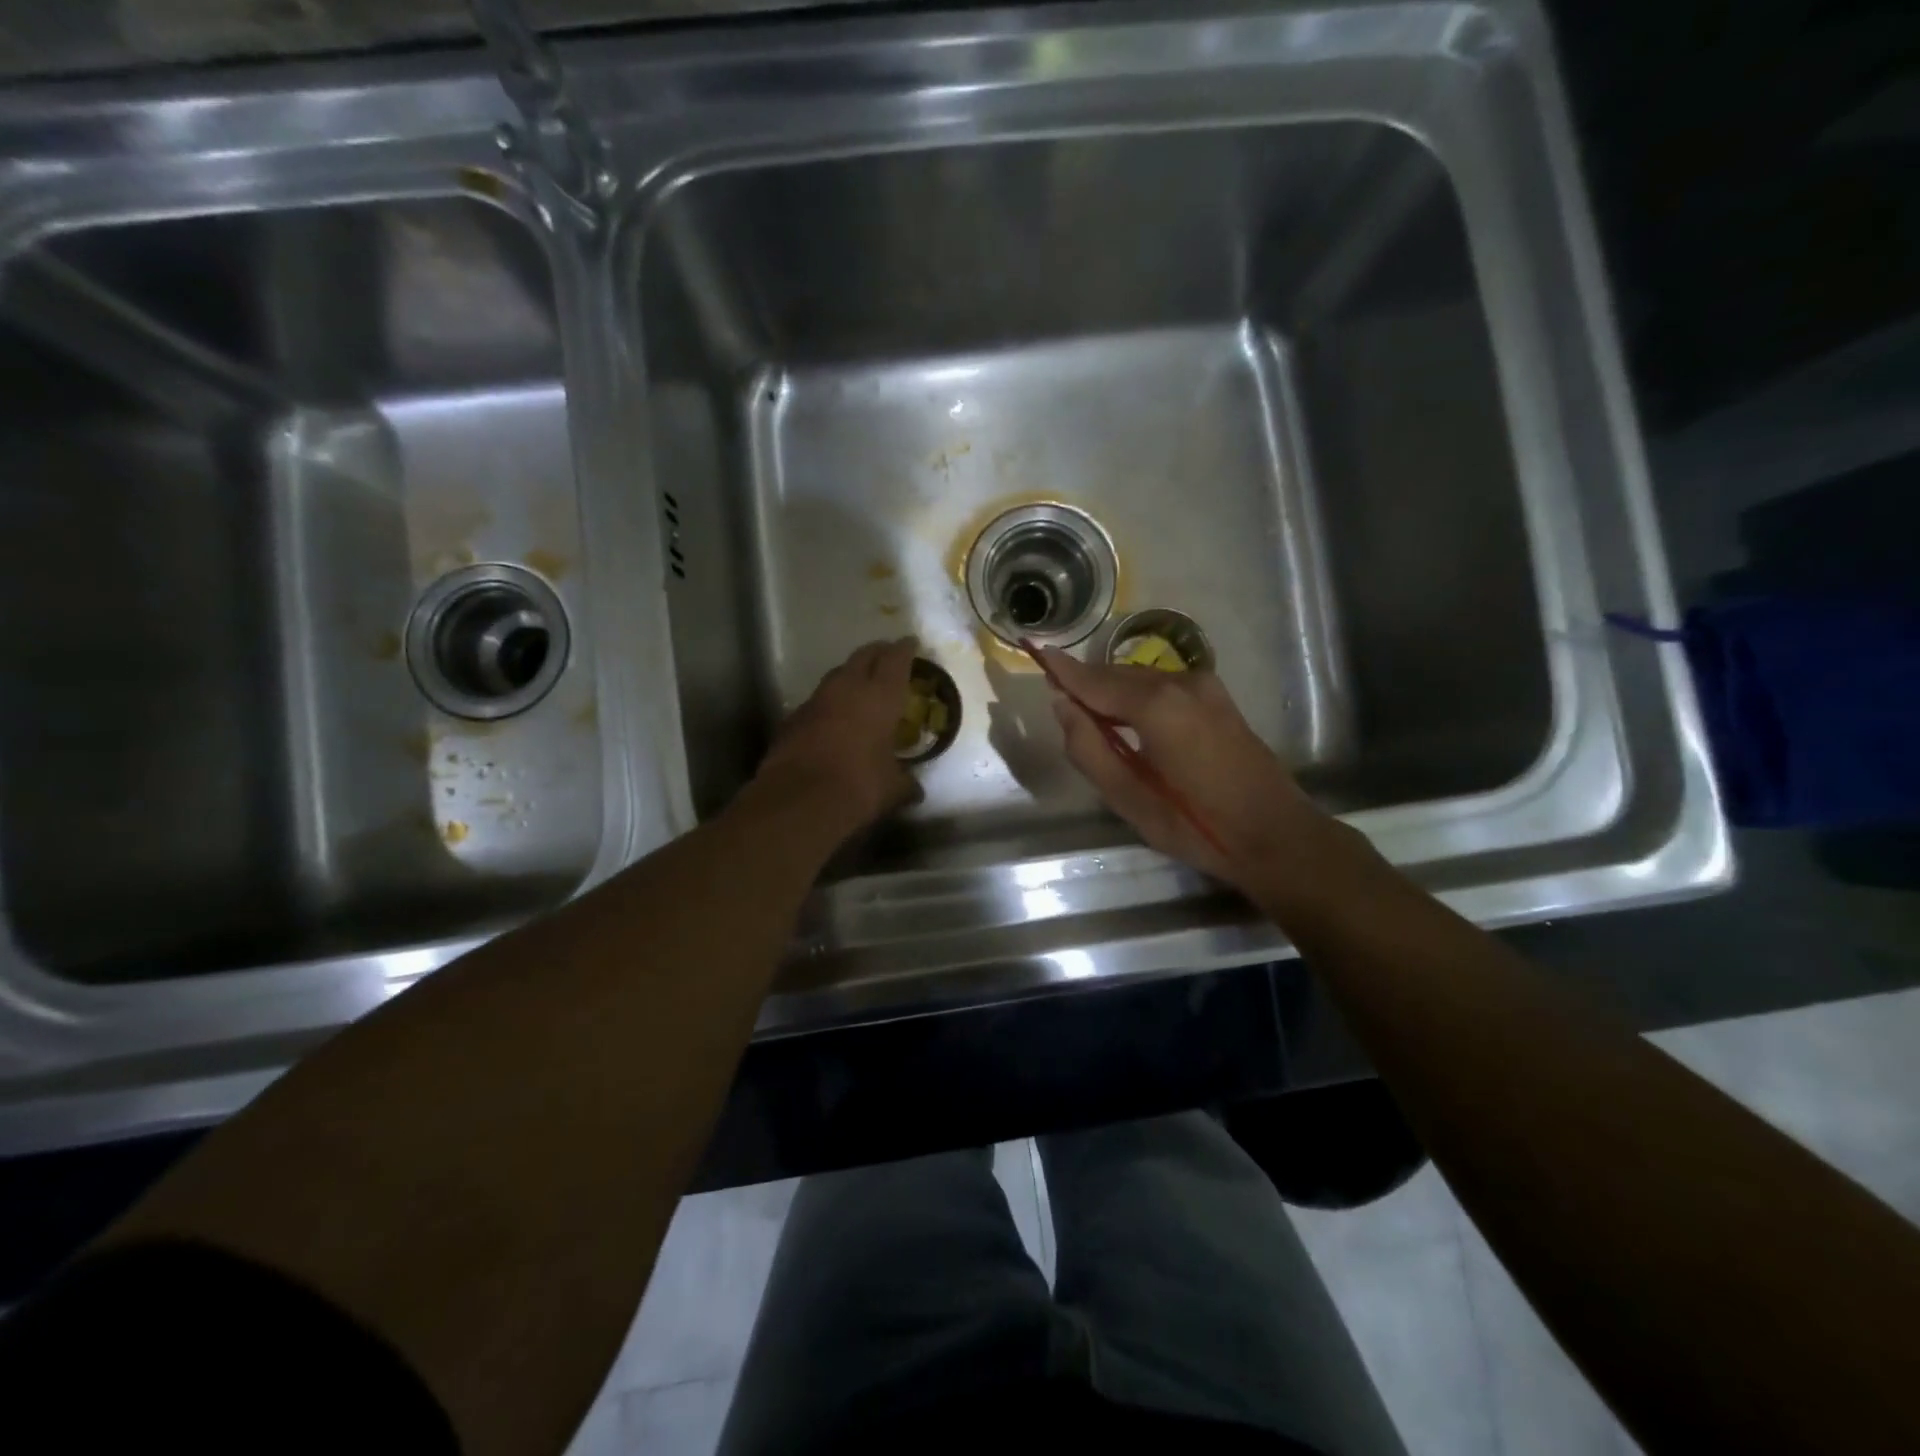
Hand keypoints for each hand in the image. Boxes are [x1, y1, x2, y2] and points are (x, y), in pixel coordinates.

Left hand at [752, 639, 920, 839]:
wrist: (798, 800)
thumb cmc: (859, 787)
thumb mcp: (892, 789)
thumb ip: (905, 783)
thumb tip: (914, 790)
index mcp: (880, 696)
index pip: (896, 659)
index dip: (905, 649)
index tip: (910, 642)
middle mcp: (847, 688)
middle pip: (863, 656)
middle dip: (878, 652)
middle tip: (888, 654)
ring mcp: (816, 701)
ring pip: (837, 675)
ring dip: (850, 675)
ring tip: (861, 684)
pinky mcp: (792, 719)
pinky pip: (817, 702)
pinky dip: (829, 704)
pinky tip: (833, 718)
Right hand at [1041, 648, 1330, 895]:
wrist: (1275, 834)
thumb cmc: (1196, 824)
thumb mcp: (1128, 797)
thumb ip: (1088, 748)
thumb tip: (1062, 706)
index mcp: (1156, 705)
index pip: (1094, 680)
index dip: (1064, 670)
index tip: (1036, 650)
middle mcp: (1180, 682)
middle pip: (1117, 674)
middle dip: (1087, 684)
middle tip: (1060, 702)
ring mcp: (1205, 687)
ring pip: (1141, 678)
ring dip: (1113, 691)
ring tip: (1091, 717)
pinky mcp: (1218, 698)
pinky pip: (1163, 686)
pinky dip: (1138, 695)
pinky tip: (1129, 719)